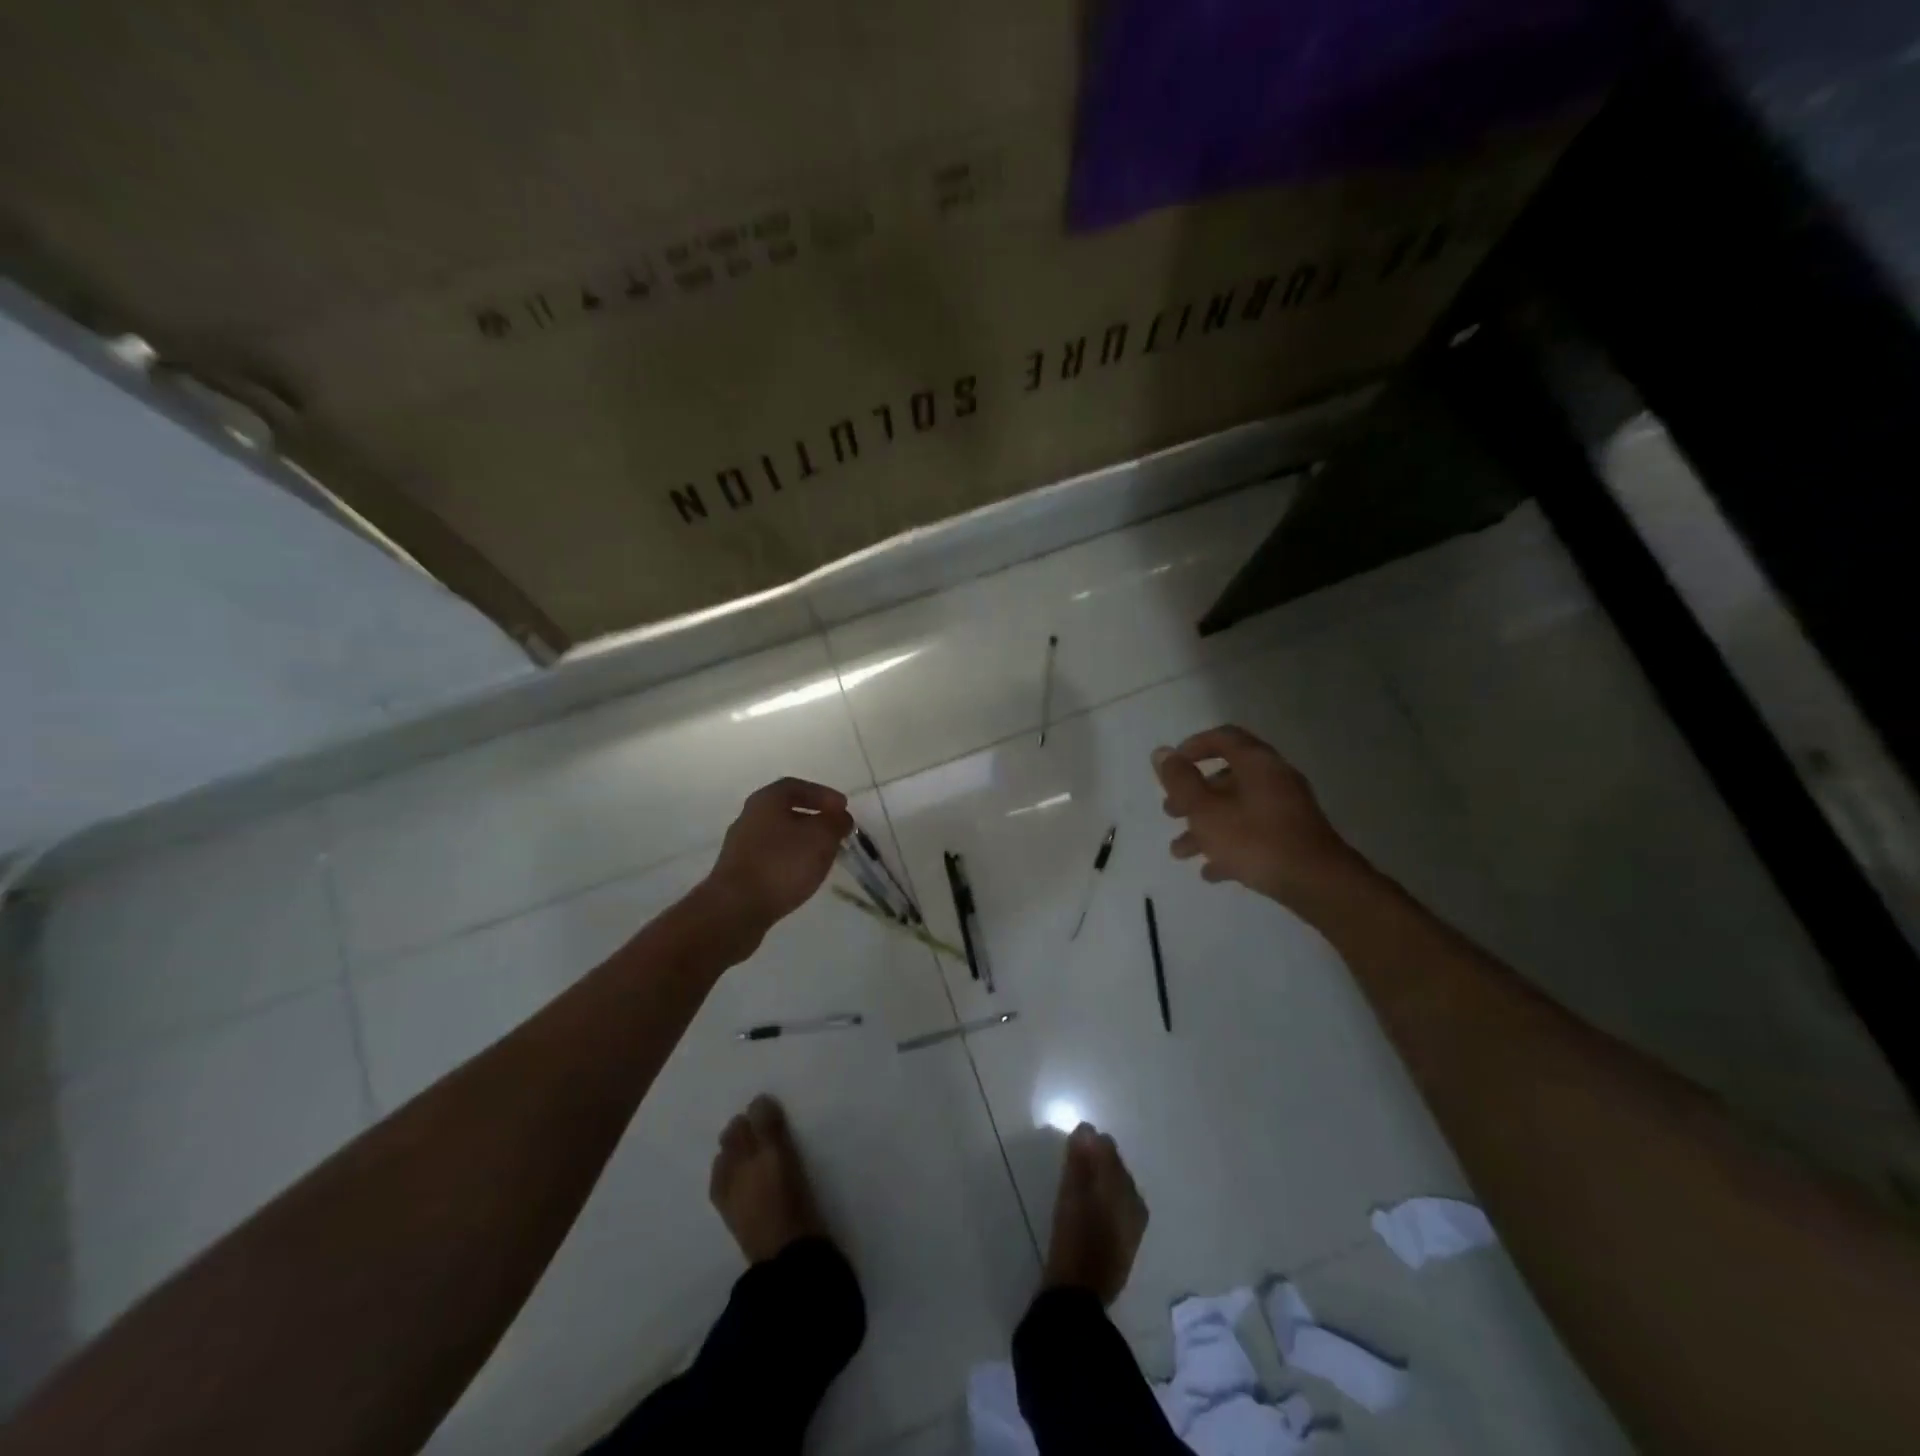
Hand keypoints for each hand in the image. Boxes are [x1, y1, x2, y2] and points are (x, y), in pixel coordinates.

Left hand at [706, 778, 853, 935]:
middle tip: (836, 831)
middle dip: (814, 819)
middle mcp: (749, 818)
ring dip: (804, 842)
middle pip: (786, 810)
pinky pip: (772, 858)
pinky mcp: (740, 873)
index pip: (796, 786)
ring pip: (779, 836)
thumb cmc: (782, 863)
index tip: (843, 808)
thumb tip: (841, 817)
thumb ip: (836, 822)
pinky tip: (803, 875)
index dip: (823, 794)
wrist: (736, 908)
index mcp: (766, 801)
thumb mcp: (821, 837)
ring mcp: (741, 847)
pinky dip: (791, 860)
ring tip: (825, 855)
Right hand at [1152, 724, 1366, 913]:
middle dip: (1193, 796)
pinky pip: (1254, 834)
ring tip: (1180, 852)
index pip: (1223, 738)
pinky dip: (1229, 846)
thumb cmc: (1254, 839)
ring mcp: (1287, 810)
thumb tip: (1162, 752)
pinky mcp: (1293, 838)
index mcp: (1256, 763)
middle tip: (1170, 812)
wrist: (1316, 883)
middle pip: (1227, 777)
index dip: (1193, 746)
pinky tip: (1211, 871)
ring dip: (1205, 827)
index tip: (1171, 766)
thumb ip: (1180, 780)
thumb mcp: (1205, 809)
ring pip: (1237, 810)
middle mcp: (1274, 779)